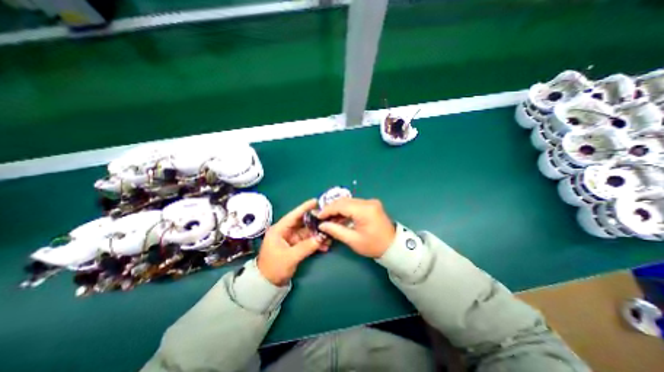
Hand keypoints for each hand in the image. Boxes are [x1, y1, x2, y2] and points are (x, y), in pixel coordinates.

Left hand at [256, 198, 328, 285]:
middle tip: (328, 219)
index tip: (316, 201)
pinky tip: (325, 246)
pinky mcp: (296, 245)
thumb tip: (321, 238)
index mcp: (279, 230)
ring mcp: (291, 238)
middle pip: (303, 223)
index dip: (305, 207)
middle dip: (316, 222)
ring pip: (307, 232)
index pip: (293, 215)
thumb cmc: (274, 268)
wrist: (267, 284)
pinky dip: (316, 242)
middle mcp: (286, 231)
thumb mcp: (289, 257)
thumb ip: (306, 247)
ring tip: (330, 235)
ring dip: (318, 234)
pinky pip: (308, 240)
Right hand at [319, 198, 396, 257]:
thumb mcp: (353, 240)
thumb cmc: (373, 245)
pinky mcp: (371, 204)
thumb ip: (336, 230)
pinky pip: (354, 204)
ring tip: (329, 218)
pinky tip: (340, 217)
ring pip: (349, 201)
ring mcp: (371, 202)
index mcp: (364, 210)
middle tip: (322, 217)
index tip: (318, 216)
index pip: (341, 206)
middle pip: (344, 201)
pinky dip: (346, 209)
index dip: (328, 210)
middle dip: (331, 208)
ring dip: (338, 208)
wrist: (393, 246)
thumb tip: (322, 224)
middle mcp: (368, 202)